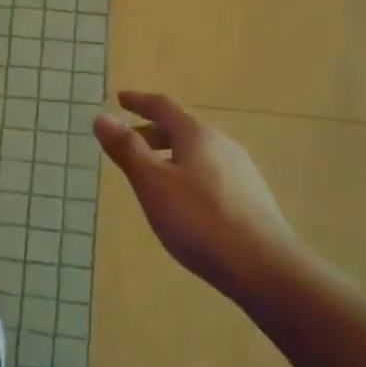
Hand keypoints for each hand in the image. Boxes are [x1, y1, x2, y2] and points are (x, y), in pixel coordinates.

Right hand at [94, 91, 301, 306]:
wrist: (264, 267)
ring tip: (151, 174)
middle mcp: (223, 145)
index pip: (164, 107)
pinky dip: (186, 173)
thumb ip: (127, 149)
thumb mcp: (152, 183)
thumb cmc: (198, 220)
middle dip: (152, 132)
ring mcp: (241, 172)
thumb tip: (102, 118)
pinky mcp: (250, 198)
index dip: (139, 102)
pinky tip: (182, 200)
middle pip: (182, 129)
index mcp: (197, 136)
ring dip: (170, 154)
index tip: (119, 99)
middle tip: (128, 143)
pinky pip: (210, 173)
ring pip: (197, 153)